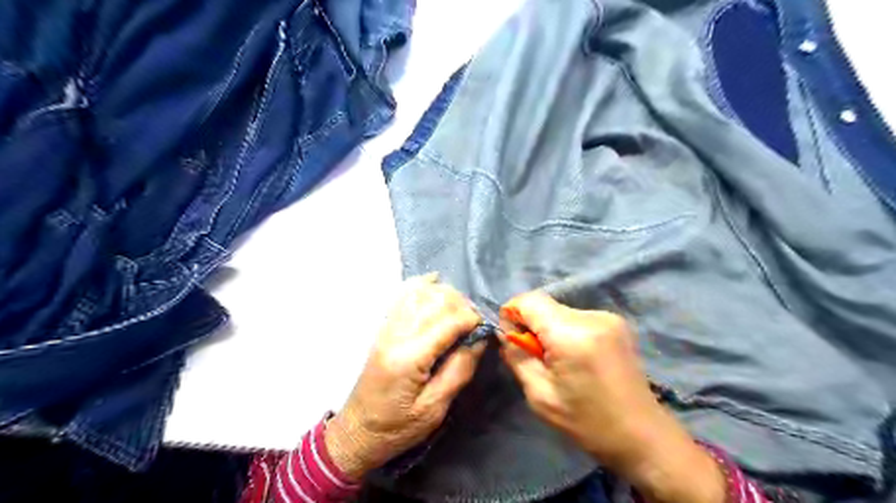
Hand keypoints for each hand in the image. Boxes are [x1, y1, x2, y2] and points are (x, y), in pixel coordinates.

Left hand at [326, 273, 486, 480]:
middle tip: (474, 322)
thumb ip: (459, 370)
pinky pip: (402, 295)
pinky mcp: (383, 328)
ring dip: (444, 294)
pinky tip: (434, 281)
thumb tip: (480, 339)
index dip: (472, 319)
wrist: (358, 431)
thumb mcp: (435, 409)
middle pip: (434, 301)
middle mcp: (396, 335)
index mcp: (410, 357)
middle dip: (461, 304)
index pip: (448, 322)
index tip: (485, 328)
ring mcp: (387, 328)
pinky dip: (420, 284)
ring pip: (419, 293)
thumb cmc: (398, 427)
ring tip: (459, 309)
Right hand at [502, 292, 723, 502]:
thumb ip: (517, 357)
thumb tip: (505, 334)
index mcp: (571, 334)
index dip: (512, 314)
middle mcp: (591, 317)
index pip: (529, 300)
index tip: (512, 340)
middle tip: (537, 358)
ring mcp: (608, 317)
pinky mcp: (617, 323)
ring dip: (551, 330)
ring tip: (561, 362)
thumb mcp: (540, 395)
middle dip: (532, 325)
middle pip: (545, 305)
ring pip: (561, 311)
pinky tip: (579, 358)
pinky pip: (578, 317)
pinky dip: (568, 331)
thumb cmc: (587, 422)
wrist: (643, 436)